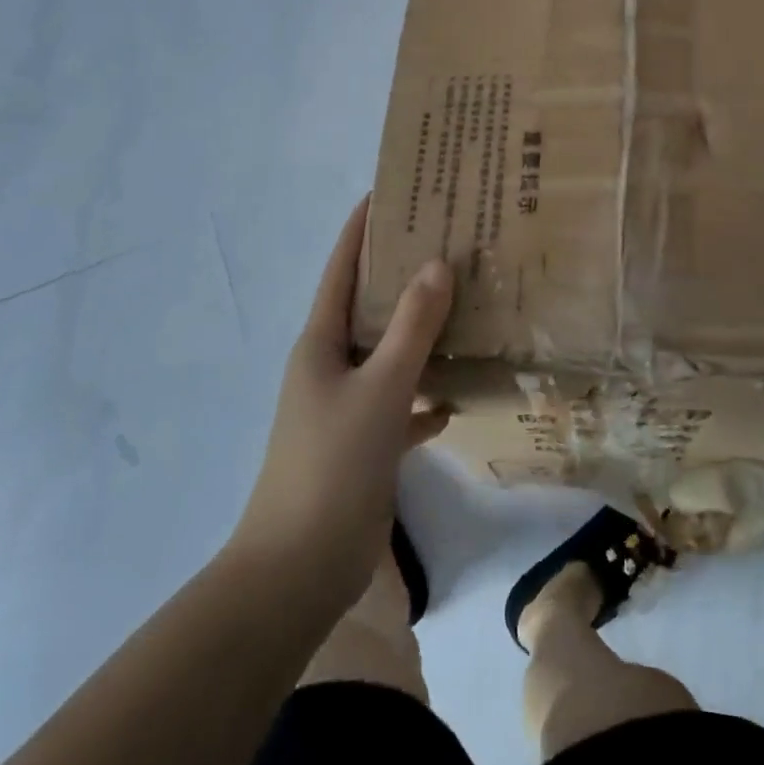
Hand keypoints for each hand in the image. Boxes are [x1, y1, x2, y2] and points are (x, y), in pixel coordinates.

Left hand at [233, 198, 452, 615]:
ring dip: (420, 335)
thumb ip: (412, 328)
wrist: (297, 572)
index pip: (341, 269)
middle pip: (369, 307)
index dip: (361, 229)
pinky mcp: (362, 444)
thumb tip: (436, 264)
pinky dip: (423, 397)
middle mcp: (330, 366)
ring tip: (465, 308)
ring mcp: (344, 407)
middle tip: (449, 244)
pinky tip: (455, 397)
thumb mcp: (379, 389)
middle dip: (403, 276)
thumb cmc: (332, 466)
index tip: (391, 192)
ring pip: (388, 354)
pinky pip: (398, 404)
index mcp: (321, 343)